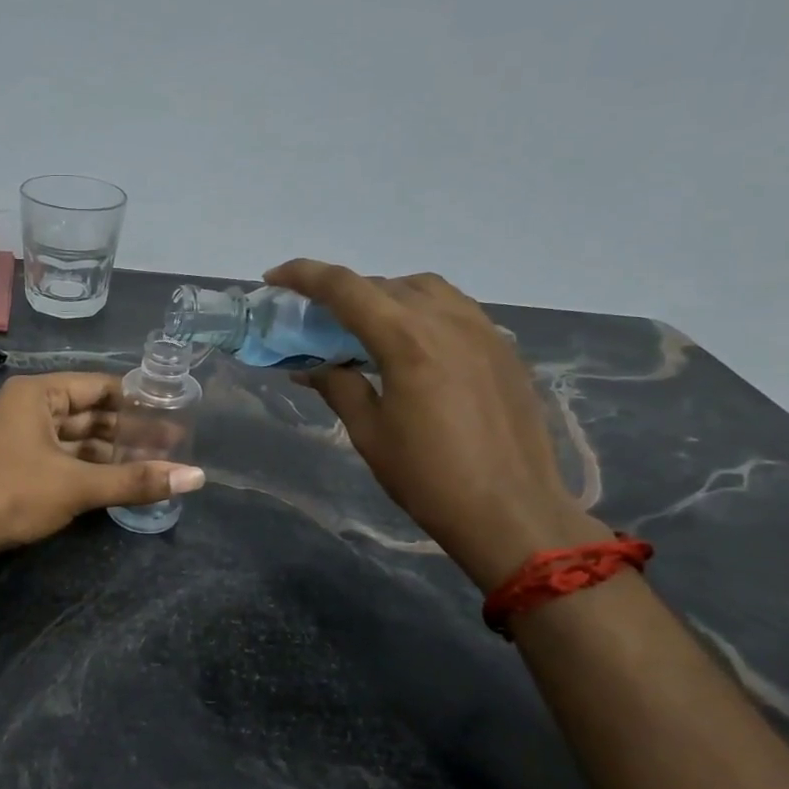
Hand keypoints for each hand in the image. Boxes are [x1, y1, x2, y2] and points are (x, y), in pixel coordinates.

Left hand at [0, 372, 204, 568]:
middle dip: (127, 431)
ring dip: (109, 453)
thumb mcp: (78, 486)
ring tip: (152, 465)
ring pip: (74, 440)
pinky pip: (59, 458)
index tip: (173, 415)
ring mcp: (18, 438)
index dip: (138, 402)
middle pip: (88, 413)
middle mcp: (27, 408)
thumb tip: (196, 477)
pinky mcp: (14, 466)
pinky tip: (117, 482)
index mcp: (38, 394)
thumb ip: (136, 480)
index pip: (100, 387)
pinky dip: (87, 468)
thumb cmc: (12, 495)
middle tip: (171, 446)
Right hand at [265, 260, 608, 589]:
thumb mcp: (370, 434)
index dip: (304, 276)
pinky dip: (423, 311)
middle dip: (344, 292)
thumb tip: (310, 366)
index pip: (345, 288)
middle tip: (318, 319)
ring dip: (386, 295)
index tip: (275, 278)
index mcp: (406, 340)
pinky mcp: (504, 348)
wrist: (513, 512)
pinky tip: (414, 345)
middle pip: (384, 283)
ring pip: (425, 288)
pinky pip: (455, 308)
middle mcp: (447, 320)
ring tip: (367, 327)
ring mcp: (483, 330)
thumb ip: (339, 387)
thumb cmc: (429, 478)